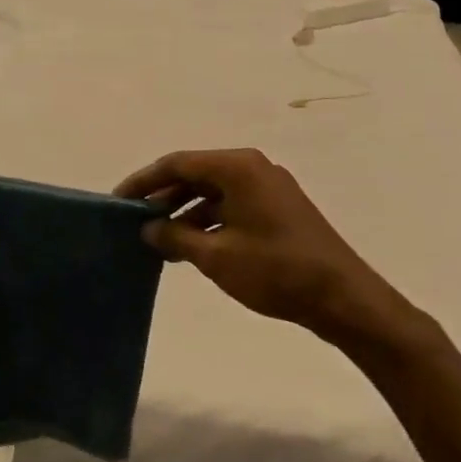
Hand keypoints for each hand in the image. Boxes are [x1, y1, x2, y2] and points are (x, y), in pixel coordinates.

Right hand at [115, 149, 434, 356]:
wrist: (342, 298)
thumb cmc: (275, 270)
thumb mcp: (216, 255)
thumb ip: (175, 236)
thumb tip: (147, 228)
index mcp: (238, 168)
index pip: (177, 163)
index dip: (144, 181)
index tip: (118, 201)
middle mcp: (252, 169)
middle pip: (195, 174)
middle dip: (163, 197)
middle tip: (134, 221)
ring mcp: (268, 189)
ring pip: (212, 192)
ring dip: (184, 212)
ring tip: (158, 240)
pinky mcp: (277, 210)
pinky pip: (230, 206)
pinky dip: (207, 221)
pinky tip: (190, 247)